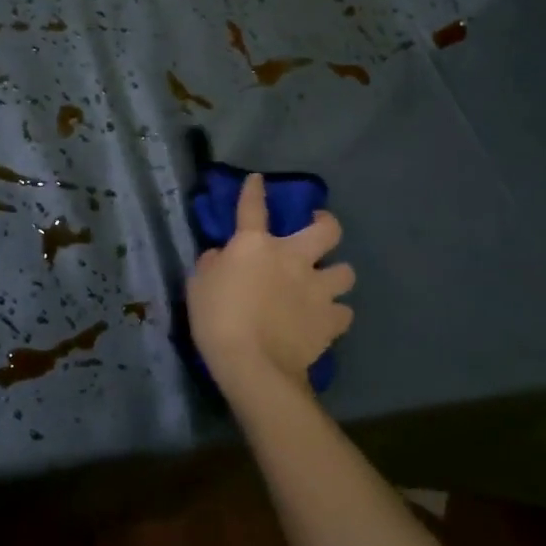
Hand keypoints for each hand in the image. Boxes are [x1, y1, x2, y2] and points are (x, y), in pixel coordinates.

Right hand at [187, 173, 354, 403]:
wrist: (253, 365)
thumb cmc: (217, 320)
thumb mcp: (199, 286)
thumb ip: (212, 264)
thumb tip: (222, 256)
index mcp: (255, 245)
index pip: (253, 206)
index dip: (254, 190)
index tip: (258, 180)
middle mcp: (293, 258)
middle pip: (327, 229)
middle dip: (326, 224)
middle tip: (319, 227)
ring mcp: (317, 289)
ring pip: (346, 271)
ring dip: (336, 274)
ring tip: (326, 283)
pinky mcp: (331, 321)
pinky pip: (344, 311)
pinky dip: (335, 313)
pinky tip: (325, 318)